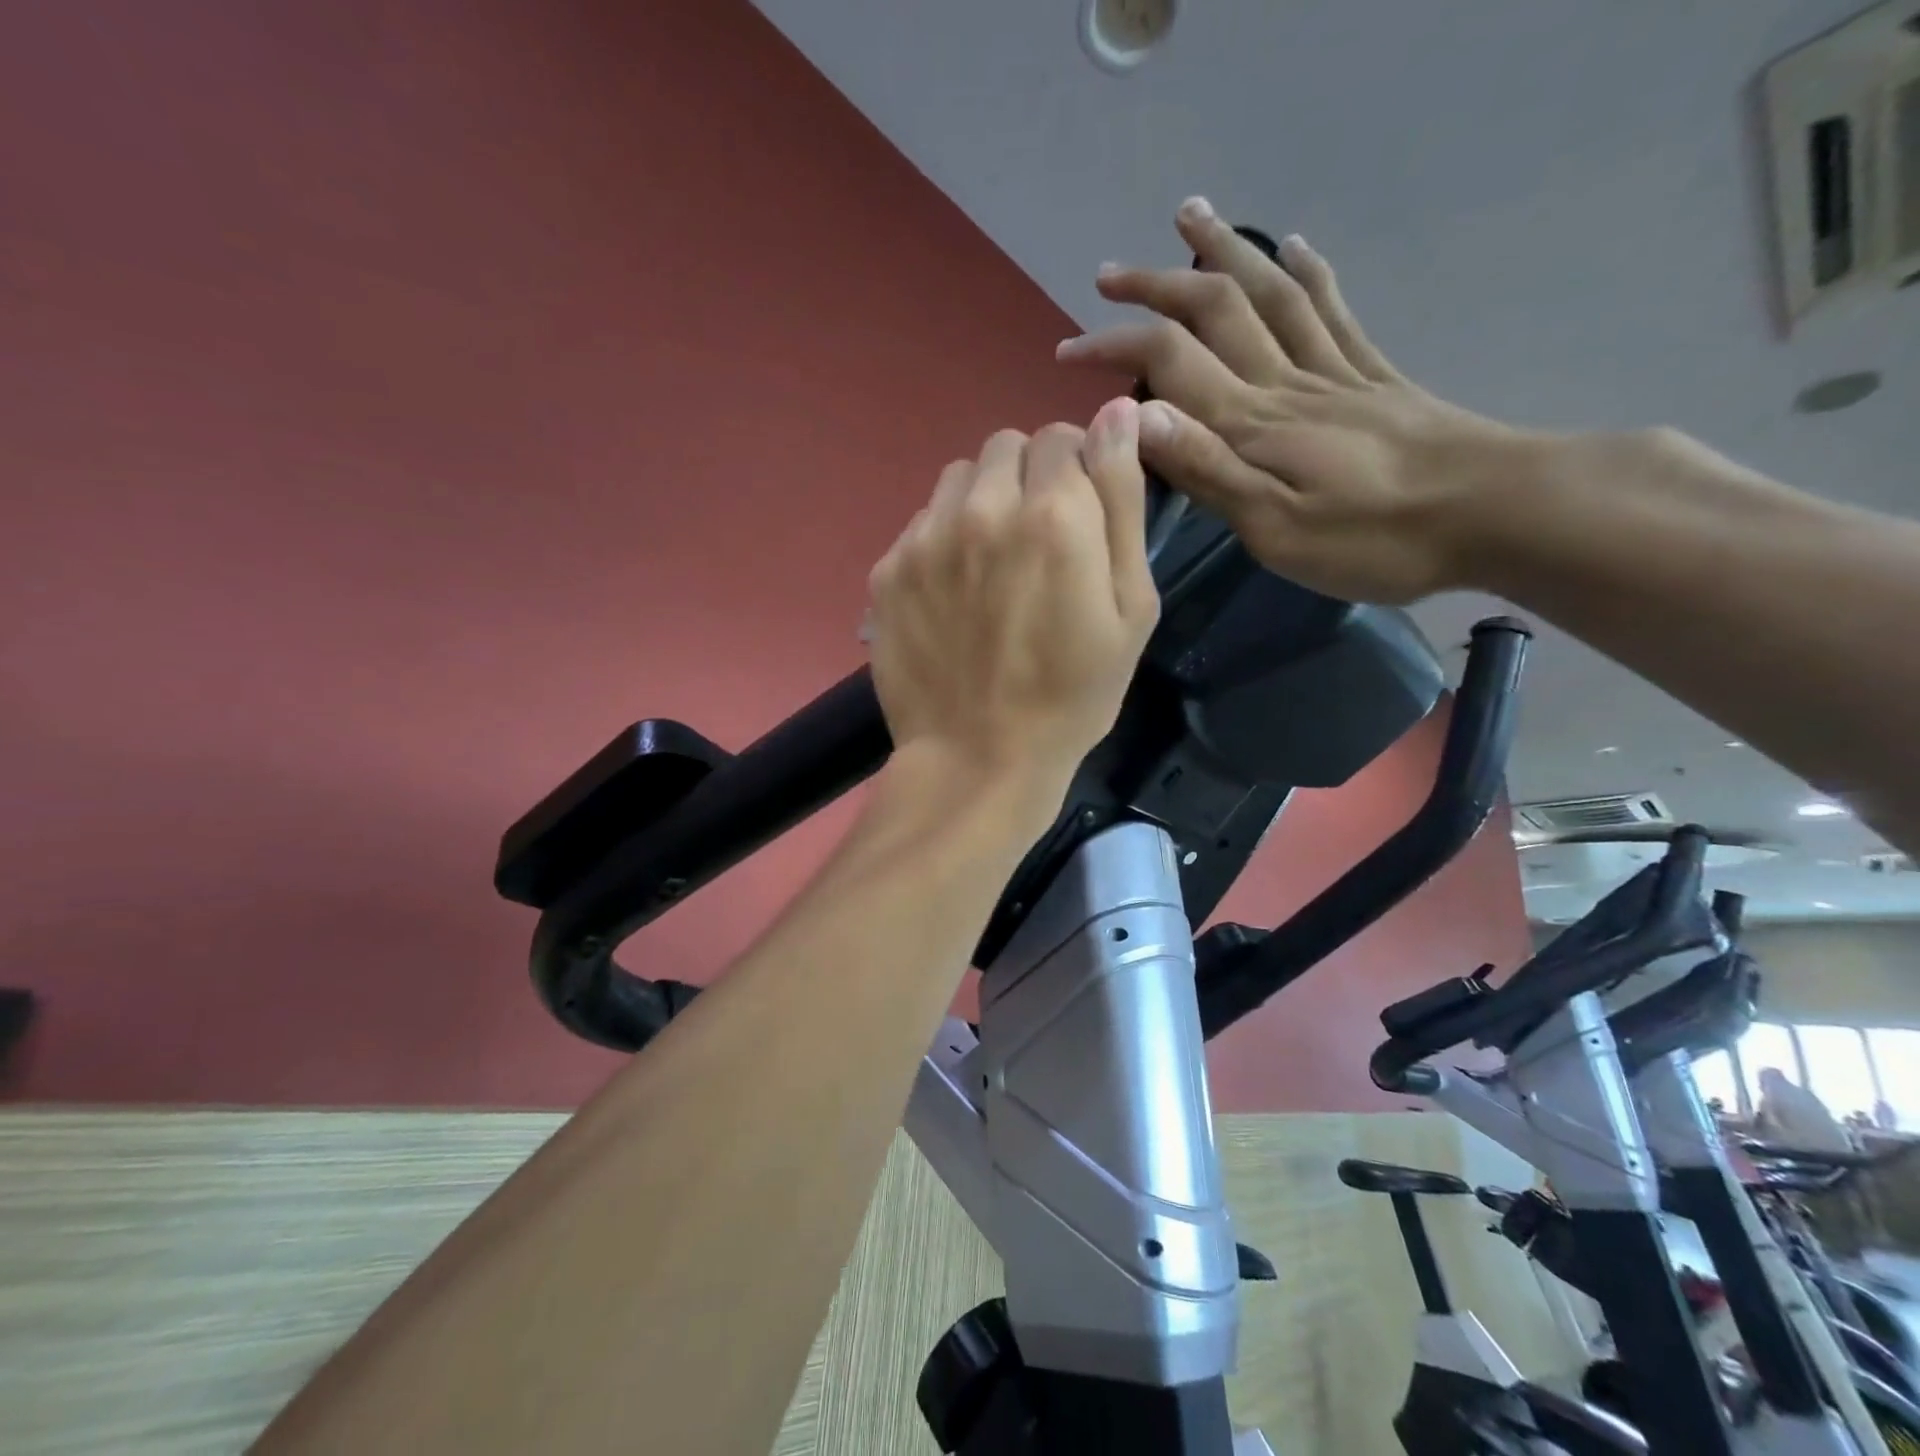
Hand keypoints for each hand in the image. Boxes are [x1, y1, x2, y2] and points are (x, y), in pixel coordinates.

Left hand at [866, 399, 1159, 798]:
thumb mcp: (1131, 609)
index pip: (1065, 436)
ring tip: (991, 564)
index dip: (1077, 471)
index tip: (1078, 518)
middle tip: (1036, 543)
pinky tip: (952, 593)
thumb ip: (1122, 503)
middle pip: (1008, 447)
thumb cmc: (1073, 695)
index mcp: (1054, 514)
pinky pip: (922, 522)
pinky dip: (943, 539)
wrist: (978, 758)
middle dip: (1030, 478)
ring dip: (983, 501)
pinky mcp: (887, 568)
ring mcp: (926, 537)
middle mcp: (983, 509)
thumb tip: (1116, 412)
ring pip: (960, 478)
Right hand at [1055, 198, 1531, 603]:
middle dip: (1156, 286)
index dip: (1114, 346)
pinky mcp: (1374, 378)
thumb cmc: (1376, 538)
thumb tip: (1138, 416)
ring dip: (1224, 252)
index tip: (1068, 351)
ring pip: (1268, 295)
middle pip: (1214, 311)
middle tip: (1110, 272)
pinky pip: (1332, 311)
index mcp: (1253, 423)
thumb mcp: (1275, 526)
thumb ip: (1208, 470)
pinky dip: (1306, 273)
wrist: (1496, 512)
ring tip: (1190, 216)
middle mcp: (1285, 382)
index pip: (1169, 361)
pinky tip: (1292, 247)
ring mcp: (1334, 372)